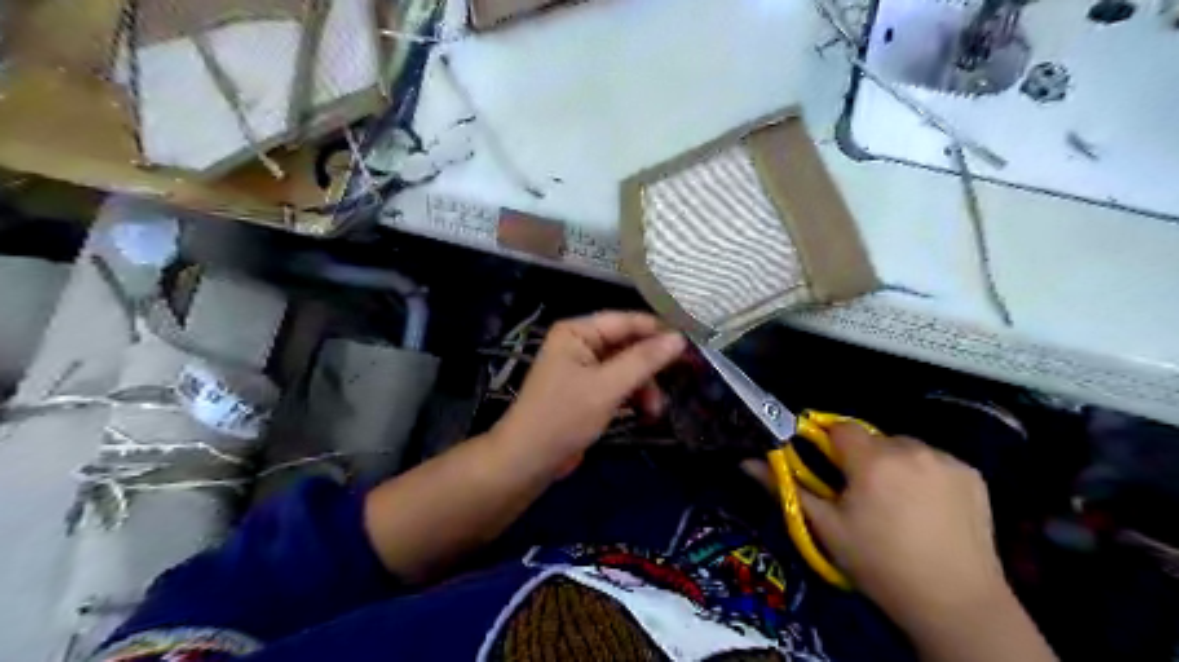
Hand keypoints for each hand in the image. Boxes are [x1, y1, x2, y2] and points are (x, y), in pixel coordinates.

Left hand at [495, 311, 686, 472]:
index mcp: (577, 331)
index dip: (659, 331)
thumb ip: (644, 361)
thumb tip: (680, 339)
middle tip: (684, 378)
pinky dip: (633, 396)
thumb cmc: (563, 417)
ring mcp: (583, 368)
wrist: (528, 461)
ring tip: (656, 409)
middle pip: (628, 344)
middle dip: (652, 366)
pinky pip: (619, 384)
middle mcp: (580, 343)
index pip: (626, 321)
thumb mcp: (607, 387)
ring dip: (645, 386)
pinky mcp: (587, 391)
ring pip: (627, 367)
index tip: (692, 344)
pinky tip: (646, 413)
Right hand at [795, 428, 1007, 626]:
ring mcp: (947, 460)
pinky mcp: (973, 475)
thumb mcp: (826, 528)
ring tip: (895, 503)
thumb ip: (786, 488)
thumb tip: (746, 462)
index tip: (826, 468)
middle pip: (872, 438)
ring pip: (903, 447)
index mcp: (873, 460)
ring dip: (892, 463)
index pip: (839, 428)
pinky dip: (923, 474)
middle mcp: (911, 449)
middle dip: (861, 457)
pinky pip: (934, 461)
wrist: (956, 604)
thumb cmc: (880, 565)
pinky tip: (926, 507)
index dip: (828, 443)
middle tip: (859, 494)